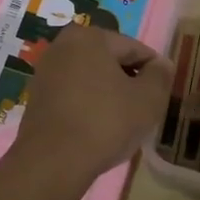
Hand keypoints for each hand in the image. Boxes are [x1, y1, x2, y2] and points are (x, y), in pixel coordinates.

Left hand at [7, 25, 172, 190]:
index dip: (154, 70)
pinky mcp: (36, 98)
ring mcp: (45, 72)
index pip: (135, 48)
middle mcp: (63, 46)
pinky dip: (89, 105)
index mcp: (90, 37)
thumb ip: (160, 75)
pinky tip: (98, 128)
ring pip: (91, 78)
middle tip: (144, 109)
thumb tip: (161, 64)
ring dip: (109, 93)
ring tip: (123, 121)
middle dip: (129, 81)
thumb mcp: (148, 98)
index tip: (163, 93)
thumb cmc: (105, 122)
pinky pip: (73, 94)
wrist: (52, 163)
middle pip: (110, 61)